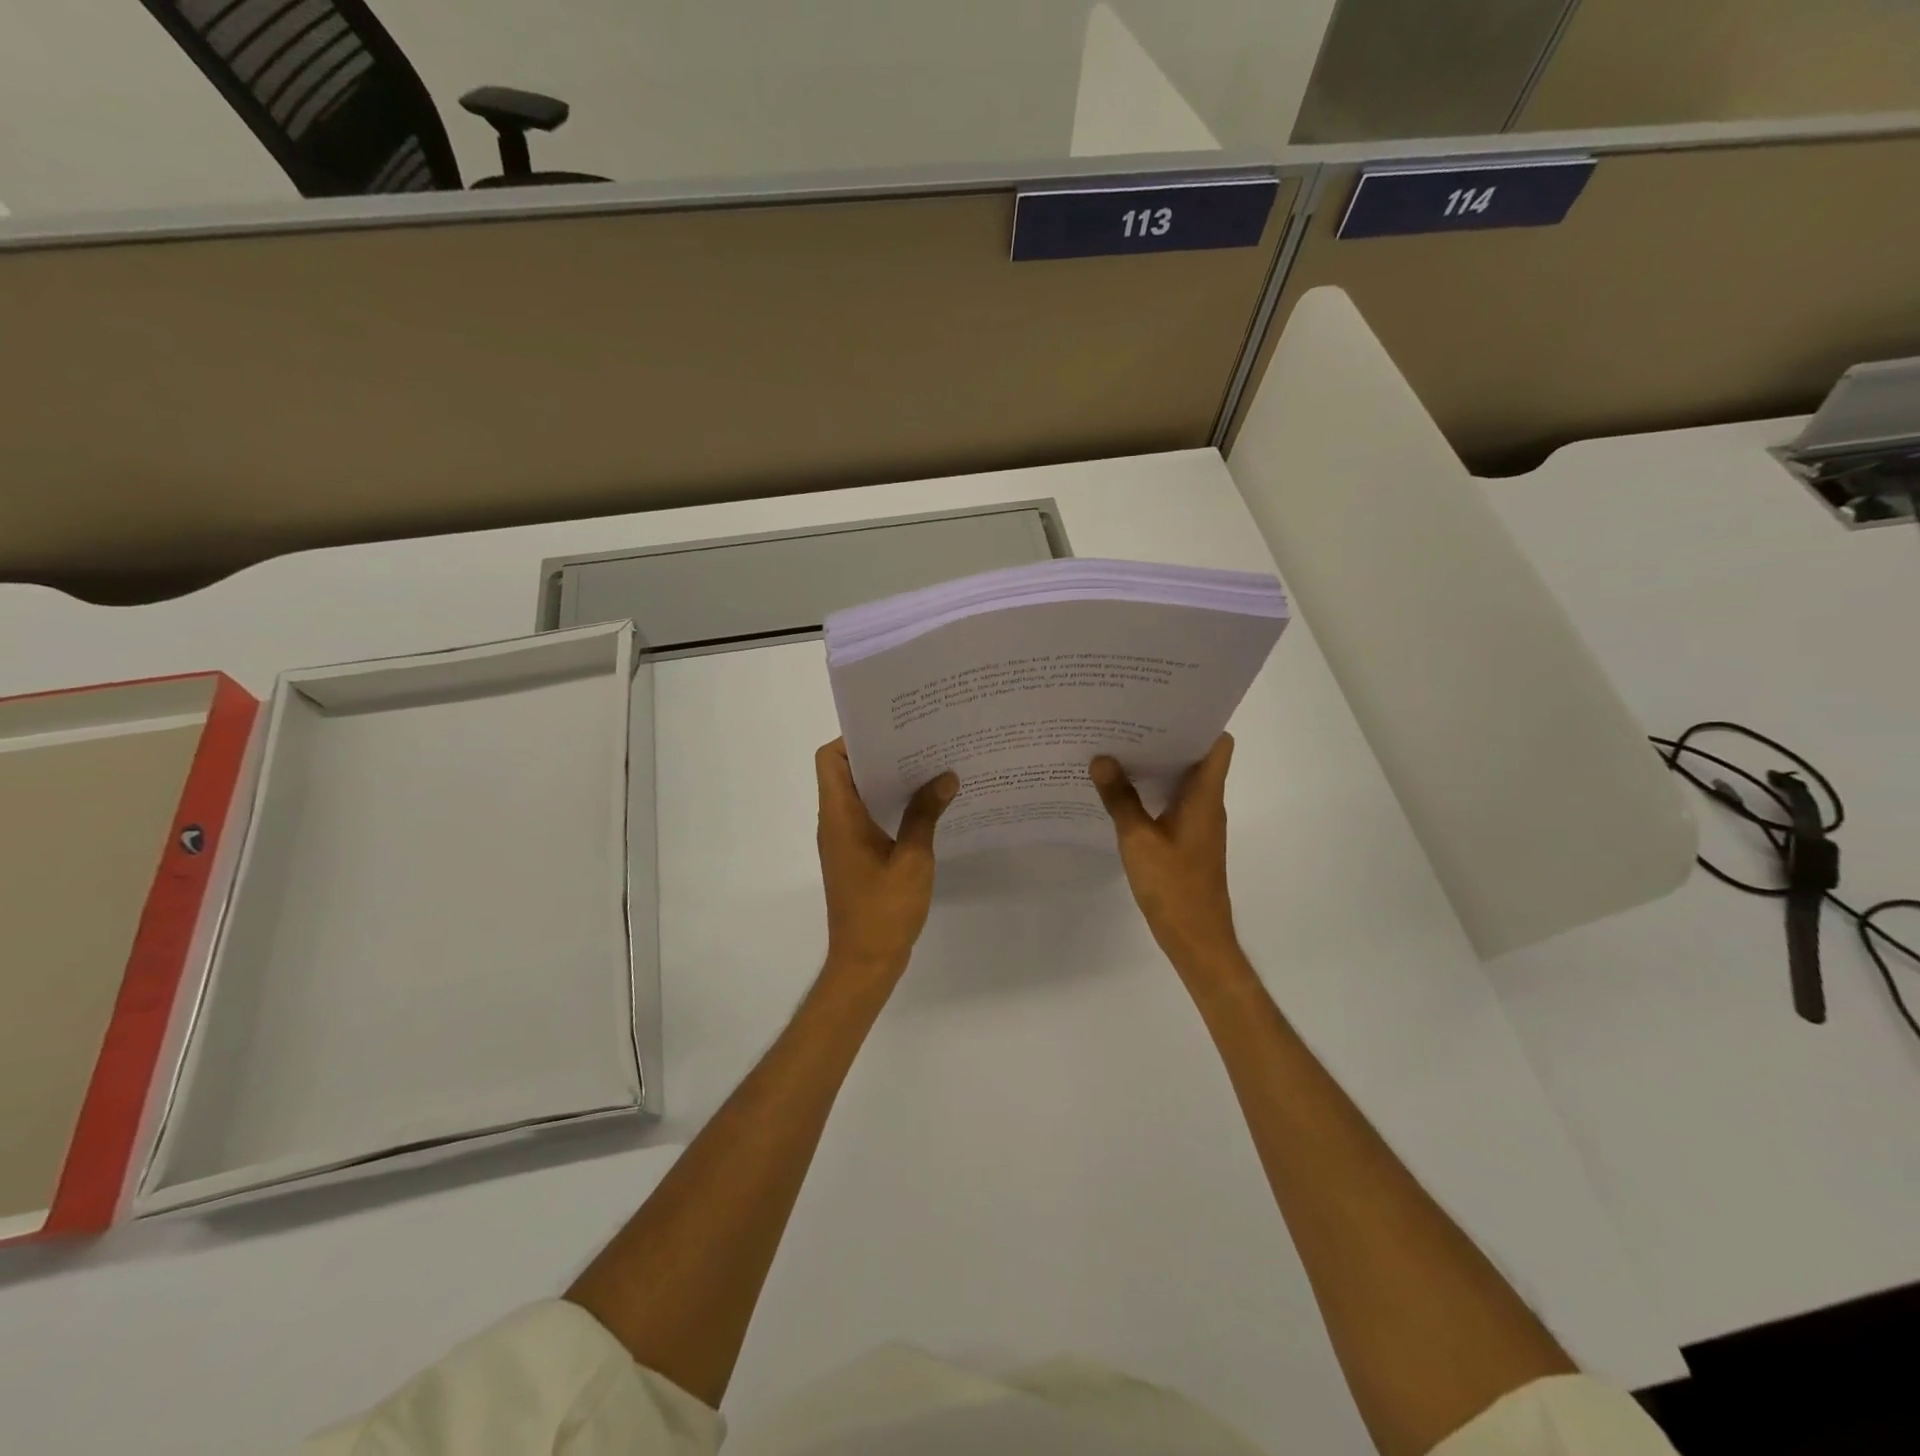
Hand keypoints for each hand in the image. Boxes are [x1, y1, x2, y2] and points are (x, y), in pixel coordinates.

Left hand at [815, 739, 956, 982]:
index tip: (892, 730)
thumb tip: (946, 777)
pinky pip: (868, 816)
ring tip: (929, 767)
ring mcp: (844, 840)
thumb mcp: (912, 859)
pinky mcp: (856, 856)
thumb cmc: (884, 910)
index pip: (830, 759)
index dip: (854, 738)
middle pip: (846, 772)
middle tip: (921, 742)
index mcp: (839, 817)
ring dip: (888, 780)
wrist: (865, 963)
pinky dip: (890, 805)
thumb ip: (925, 815)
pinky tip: (925, 806)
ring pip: (859, 794)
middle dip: (880, 754)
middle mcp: (835, 823)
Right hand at [1090, 733, 1241, 973]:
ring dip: (1158, 764)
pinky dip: (1153, 790)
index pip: (1218, 743)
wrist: (1196, 938)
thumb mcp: (1138, 840)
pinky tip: (1122, 790)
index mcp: (1204, 796)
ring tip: (1119, 747)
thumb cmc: (1174, 886)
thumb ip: (1120, 799)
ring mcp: (1198, 822)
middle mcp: (1206, 803)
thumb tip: (1102, 759)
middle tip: (1128, 718)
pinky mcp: (1187, 839)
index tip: (1165, 703)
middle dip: (1166, 736)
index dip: (1198, 719)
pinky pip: (1172, 801)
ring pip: (1182, 779)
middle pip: (1197, 756)